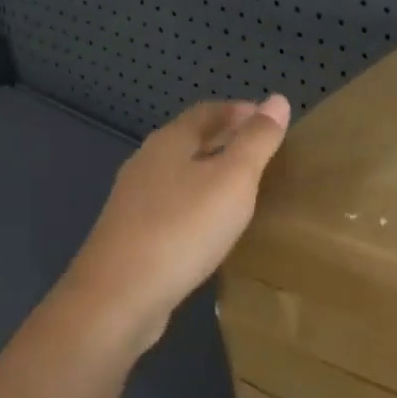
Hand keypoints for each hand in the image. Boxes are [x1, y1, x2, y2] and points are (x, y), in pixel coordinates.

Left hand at [55, 96, 291, 356]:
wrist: (119, 297)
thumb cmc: (183, 228)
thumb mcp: (234, 179)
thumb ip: (257, 140)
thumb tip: (277, 100)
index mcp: (170, 142)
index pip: (209, 111)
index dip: (240, 111)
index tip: (270, 120)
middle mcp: (147, 164)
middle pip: (191, 140)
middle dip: (226, 139)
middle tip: (263, 150)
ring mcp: (135, 201)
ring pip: (181, 174)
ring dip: (211, 172)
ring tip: (244, 185)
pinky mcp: (132, 235)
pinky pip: (173, 206)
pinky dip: (198, 203)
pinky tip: (213, 224)